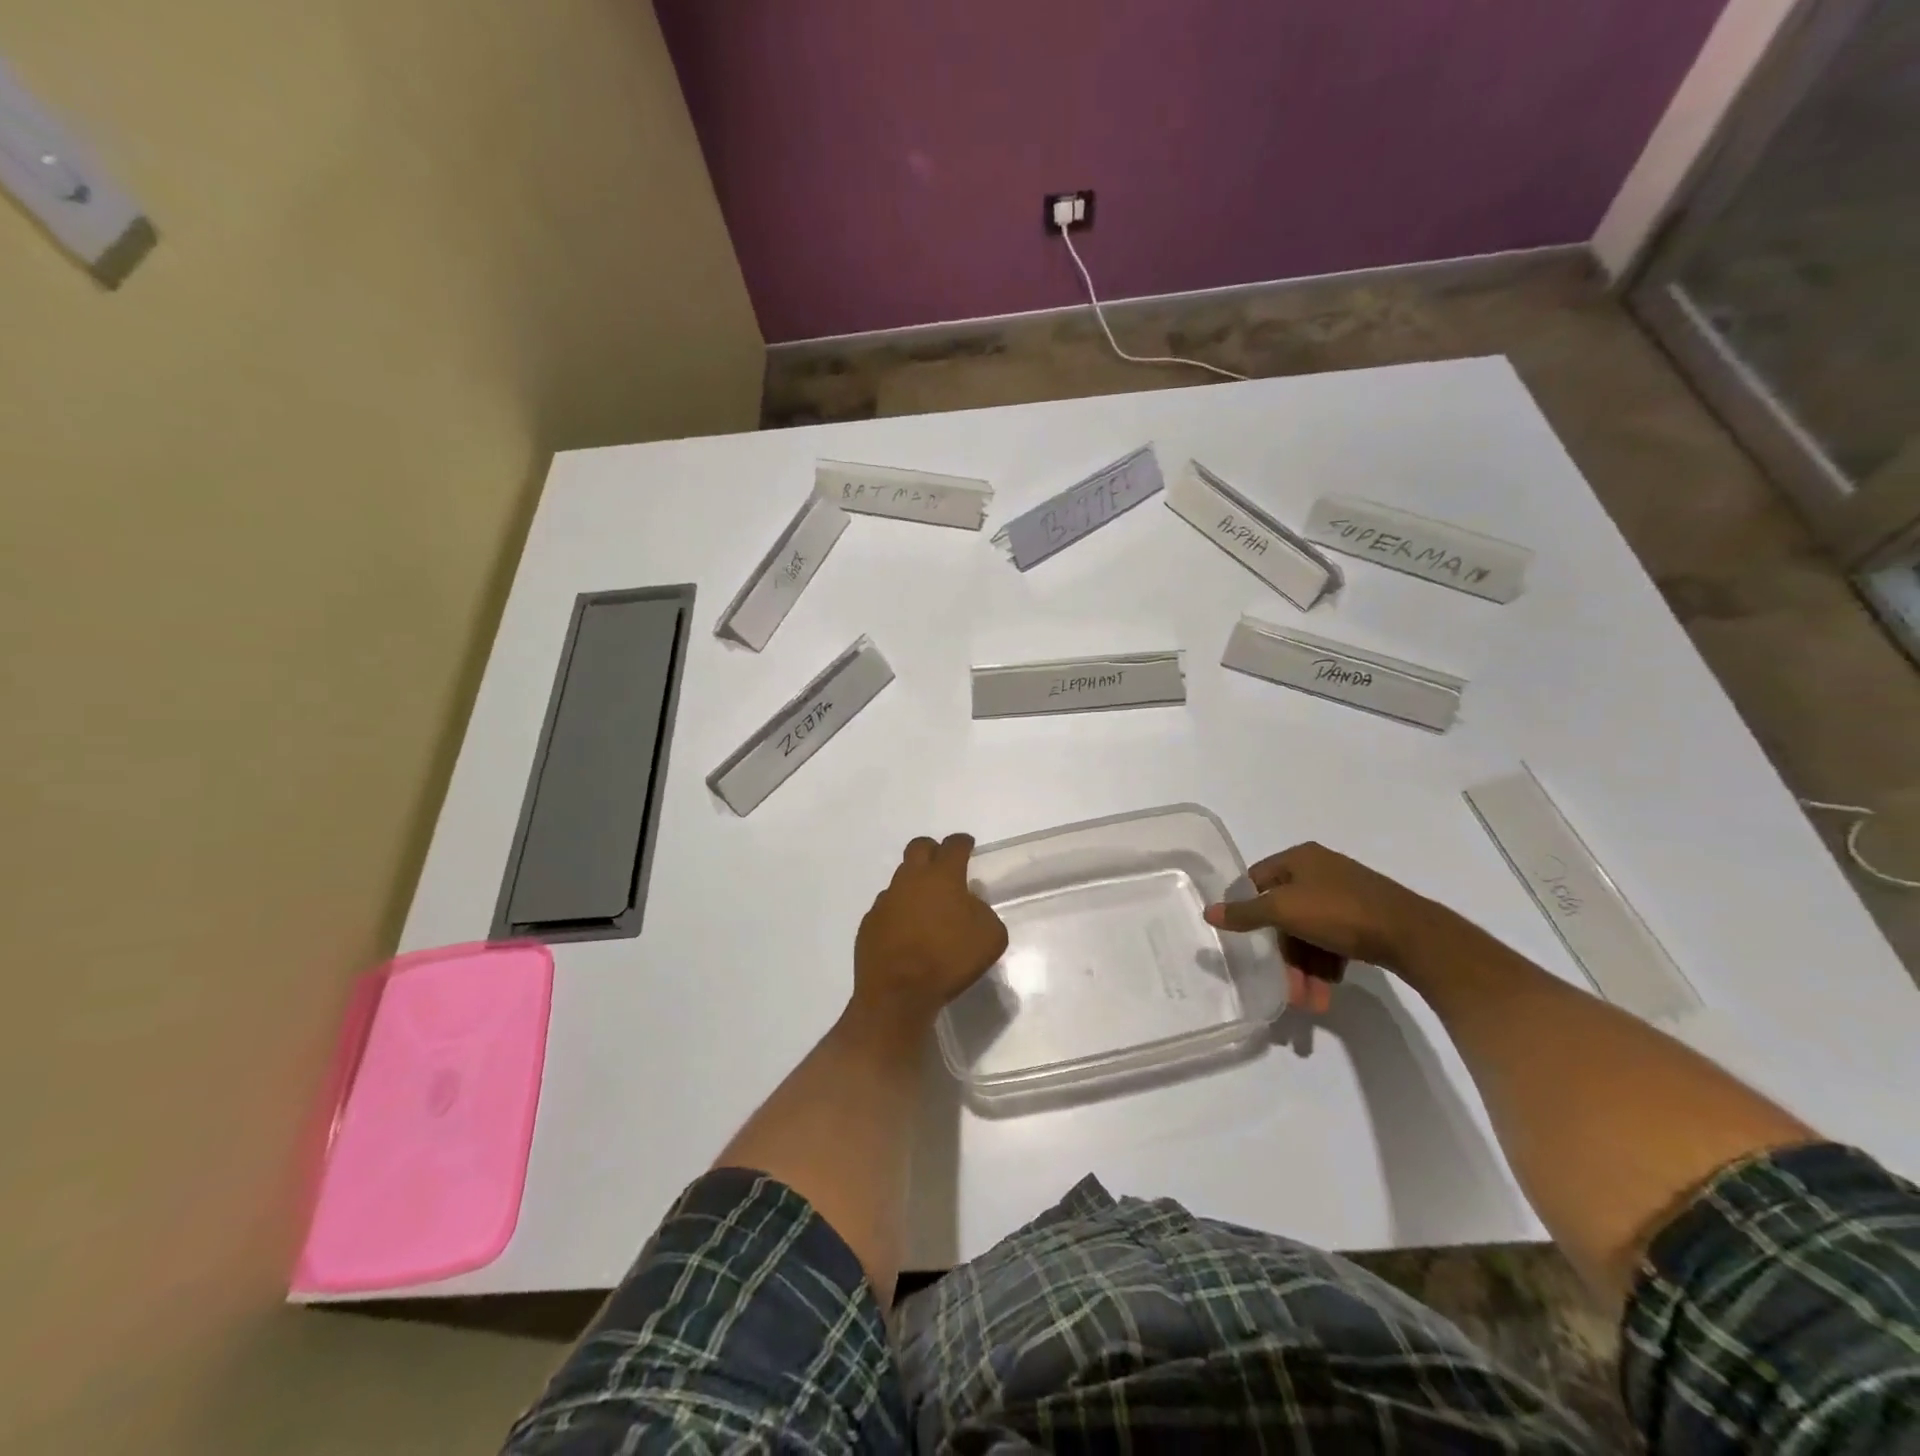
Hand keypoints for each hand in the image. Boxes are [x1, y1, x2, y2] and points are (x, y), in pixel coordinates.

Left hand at [853, 834, 1008, 1027]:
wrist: (898, 993)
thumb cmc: (949, 960)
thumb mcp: (990, 937)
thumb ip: (983, 912)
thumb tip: (970, 905)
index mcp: (942, 876)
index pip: (953, 846)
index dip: (962, 842)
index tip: (967, 845)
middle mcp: (911, 879)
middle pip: (919, 848)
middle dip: (932, 850)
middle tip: (943, 864)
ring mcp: (886, 899)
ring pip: (901, 877)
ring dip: (914, 883)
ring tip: (926, 905)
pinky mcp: (870, 922)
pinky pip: (887, 906)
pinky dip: (899, 911)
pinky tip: (907, 930)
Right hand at [1203, 842, 1435, 1013]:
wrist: (1411, 934)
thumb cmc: (1338, 912)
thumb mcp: (1283, 910)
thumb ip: (1245, 913)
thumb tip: (1208, 911)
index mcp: (1299, 859)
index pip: (1257, 880)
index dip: (1246, 908)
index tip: (1243, 939)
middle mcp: (1320, 871)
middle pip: (1286, 914)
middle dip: (1284, 956)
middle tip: (1285, 988)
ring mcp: (1345, 894)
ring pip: (1310, 933)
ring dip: (1305, 969)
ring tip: (1310, 1003)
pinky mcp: (1366, 918)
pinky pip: (1333, 941)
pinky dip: (1326, 965)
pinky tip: (1328, 990)